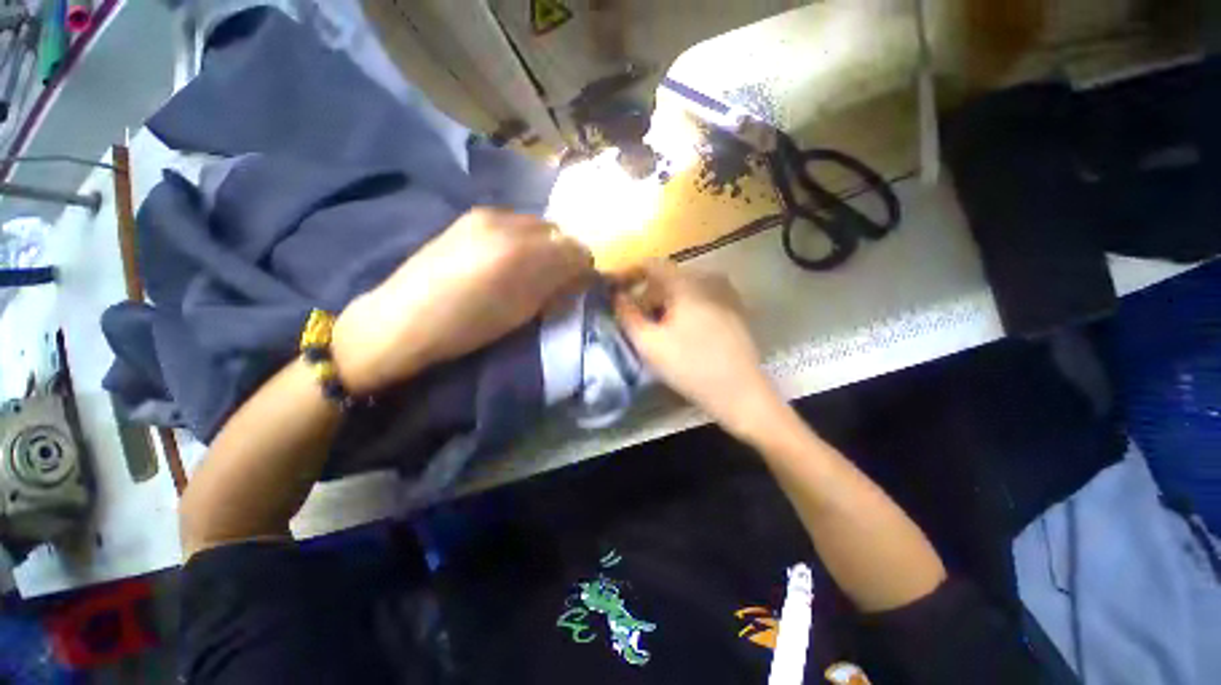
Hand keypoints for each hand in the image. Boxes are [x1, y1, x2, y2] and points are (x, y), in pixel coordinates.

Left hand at [332, 208, 592, 393]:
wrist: (404, 319)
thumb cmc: (468, 327)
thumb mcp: (522, 313)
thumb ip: (555, 288)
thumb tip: (579, 275)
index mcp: (522, 253)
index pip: (574, 248)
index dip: (584, 266)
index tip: (582, 282)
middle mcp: (507, 223)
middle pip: (557, 230)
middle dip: (565, 252)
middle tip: (560, 277)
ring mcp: (486, 215)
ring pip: (536, 224)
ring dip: (544, 244)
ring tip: (535, 268)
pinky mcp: (470, 217)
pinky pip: (513, 223)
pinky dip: (524, 239)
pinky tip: (511, 258)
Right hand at [613, 260, 781, 438]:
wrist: (739, 391)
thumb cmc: (690, 366)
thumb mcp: (650, 343)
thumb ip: (628, 315)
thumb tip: (617, 296)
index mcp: (687, 283)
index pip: (651, 265)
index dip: (629, 274)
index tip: (615, 291)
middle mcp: (708, 279)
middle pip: (667, 278)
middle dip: (646, 294)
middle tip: (634, 317)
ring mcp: (724, 293)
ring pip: (684, 289)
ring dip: (664, 302)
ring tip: (655, 326)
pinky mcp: (733, 308)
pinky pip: (699, 298)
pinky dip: (683, 307)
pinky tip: (680, 329)